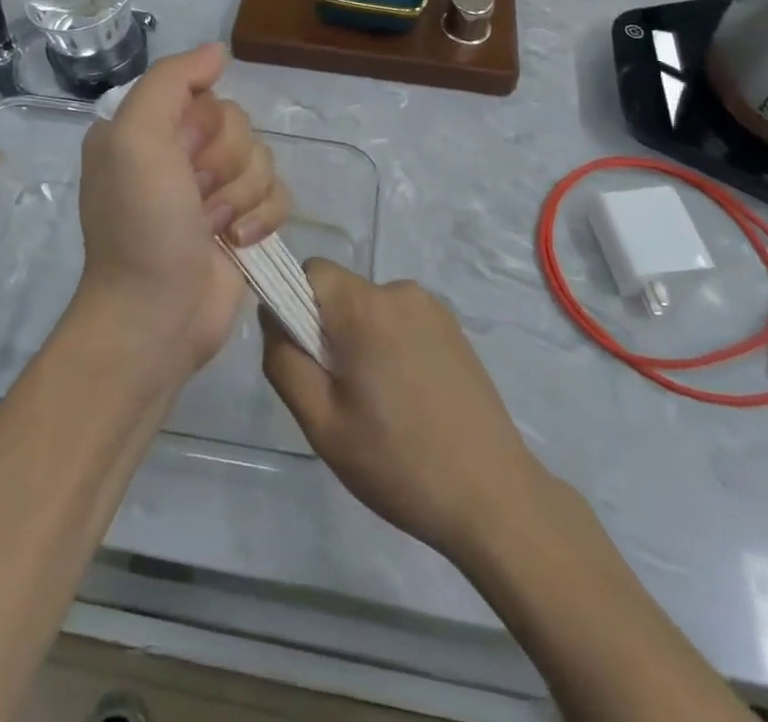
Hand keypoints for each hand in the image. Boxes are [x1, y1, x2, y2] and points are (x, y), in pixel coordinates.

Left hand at [76, 44, 289, 389]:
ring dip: (241, 195)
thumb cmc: (142, 223)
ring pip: (263, 158)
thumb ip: (172, 80)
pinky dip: (263, 217)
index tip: (181, 155)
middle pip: (239, 125)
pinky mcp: (242, 221)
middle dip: (224, 163)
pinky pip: (279, 193)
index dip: (203, 124)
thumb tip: (219, 51)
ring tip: (212, 227)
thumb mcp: (135, 136)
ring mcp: (212, 190)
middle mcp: (178, 153)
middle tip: (195, 196)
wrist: (158, 313)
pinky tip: (238, 243)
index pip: (204, 94)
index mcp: (146, 128)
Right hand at [261, 259, 549, 562]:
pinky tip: (409, 400)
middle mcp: (400, 291)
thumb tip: (273, 316)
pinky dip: (391, 347)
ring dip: (361, 341)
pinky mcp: (454, 328)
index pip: (311, 271)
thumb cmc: (398, 462)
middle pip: (341, 292)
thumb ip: (284, 361)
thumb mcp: (322, 424)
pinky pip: (401, 321)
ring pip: (370, 309)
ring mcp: (433, 308)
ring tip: (379, 405)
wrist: (494, 496)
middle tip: (341, 394)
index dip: (294, 305)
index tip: (305, 357)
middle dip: (329, 331)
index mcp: (365, 306)